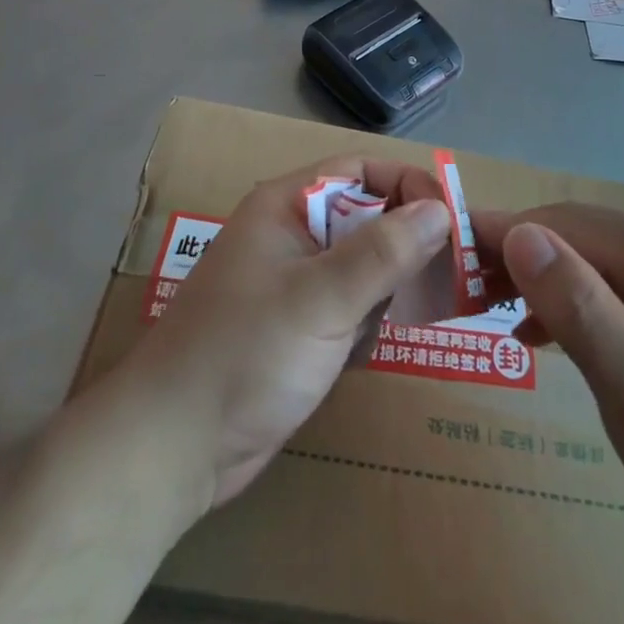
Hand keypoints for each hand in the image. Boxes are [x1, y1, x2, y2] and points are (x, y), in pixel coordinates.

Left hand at [121, 158, 450, 510]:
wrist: (172, 451)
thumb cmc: (246, 355)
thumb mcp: (322, 298)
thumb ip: (385, 251)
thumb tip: (441, 208)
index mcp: (286, 207)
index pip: (360, 172)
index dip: (406, 186)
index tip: (452, 219)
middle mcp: (291, 235)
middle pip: (366, 218)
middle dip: (403, 247)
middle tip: (445, 278)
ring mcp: (294, 284)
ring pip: (364, 267)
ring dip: (384, 294)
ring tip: (389, 323)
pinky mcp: (297, 328)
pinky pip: (350, 308)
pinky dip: (363, 327)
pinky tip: (353, 357)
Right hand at [470, 205, 623, 554]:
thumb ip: (575, 302)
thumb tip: (519, 233)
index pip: (564, 223)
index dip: (503, 231)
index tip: (448, 245)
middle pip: (578, 236)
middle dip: (518, 255)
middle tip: (462, 286)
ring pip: (594, 263)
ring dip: (543, 280)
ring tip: (493, 309)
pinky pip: (616, 291)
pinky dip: (574, 305)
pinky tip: (545, 335)